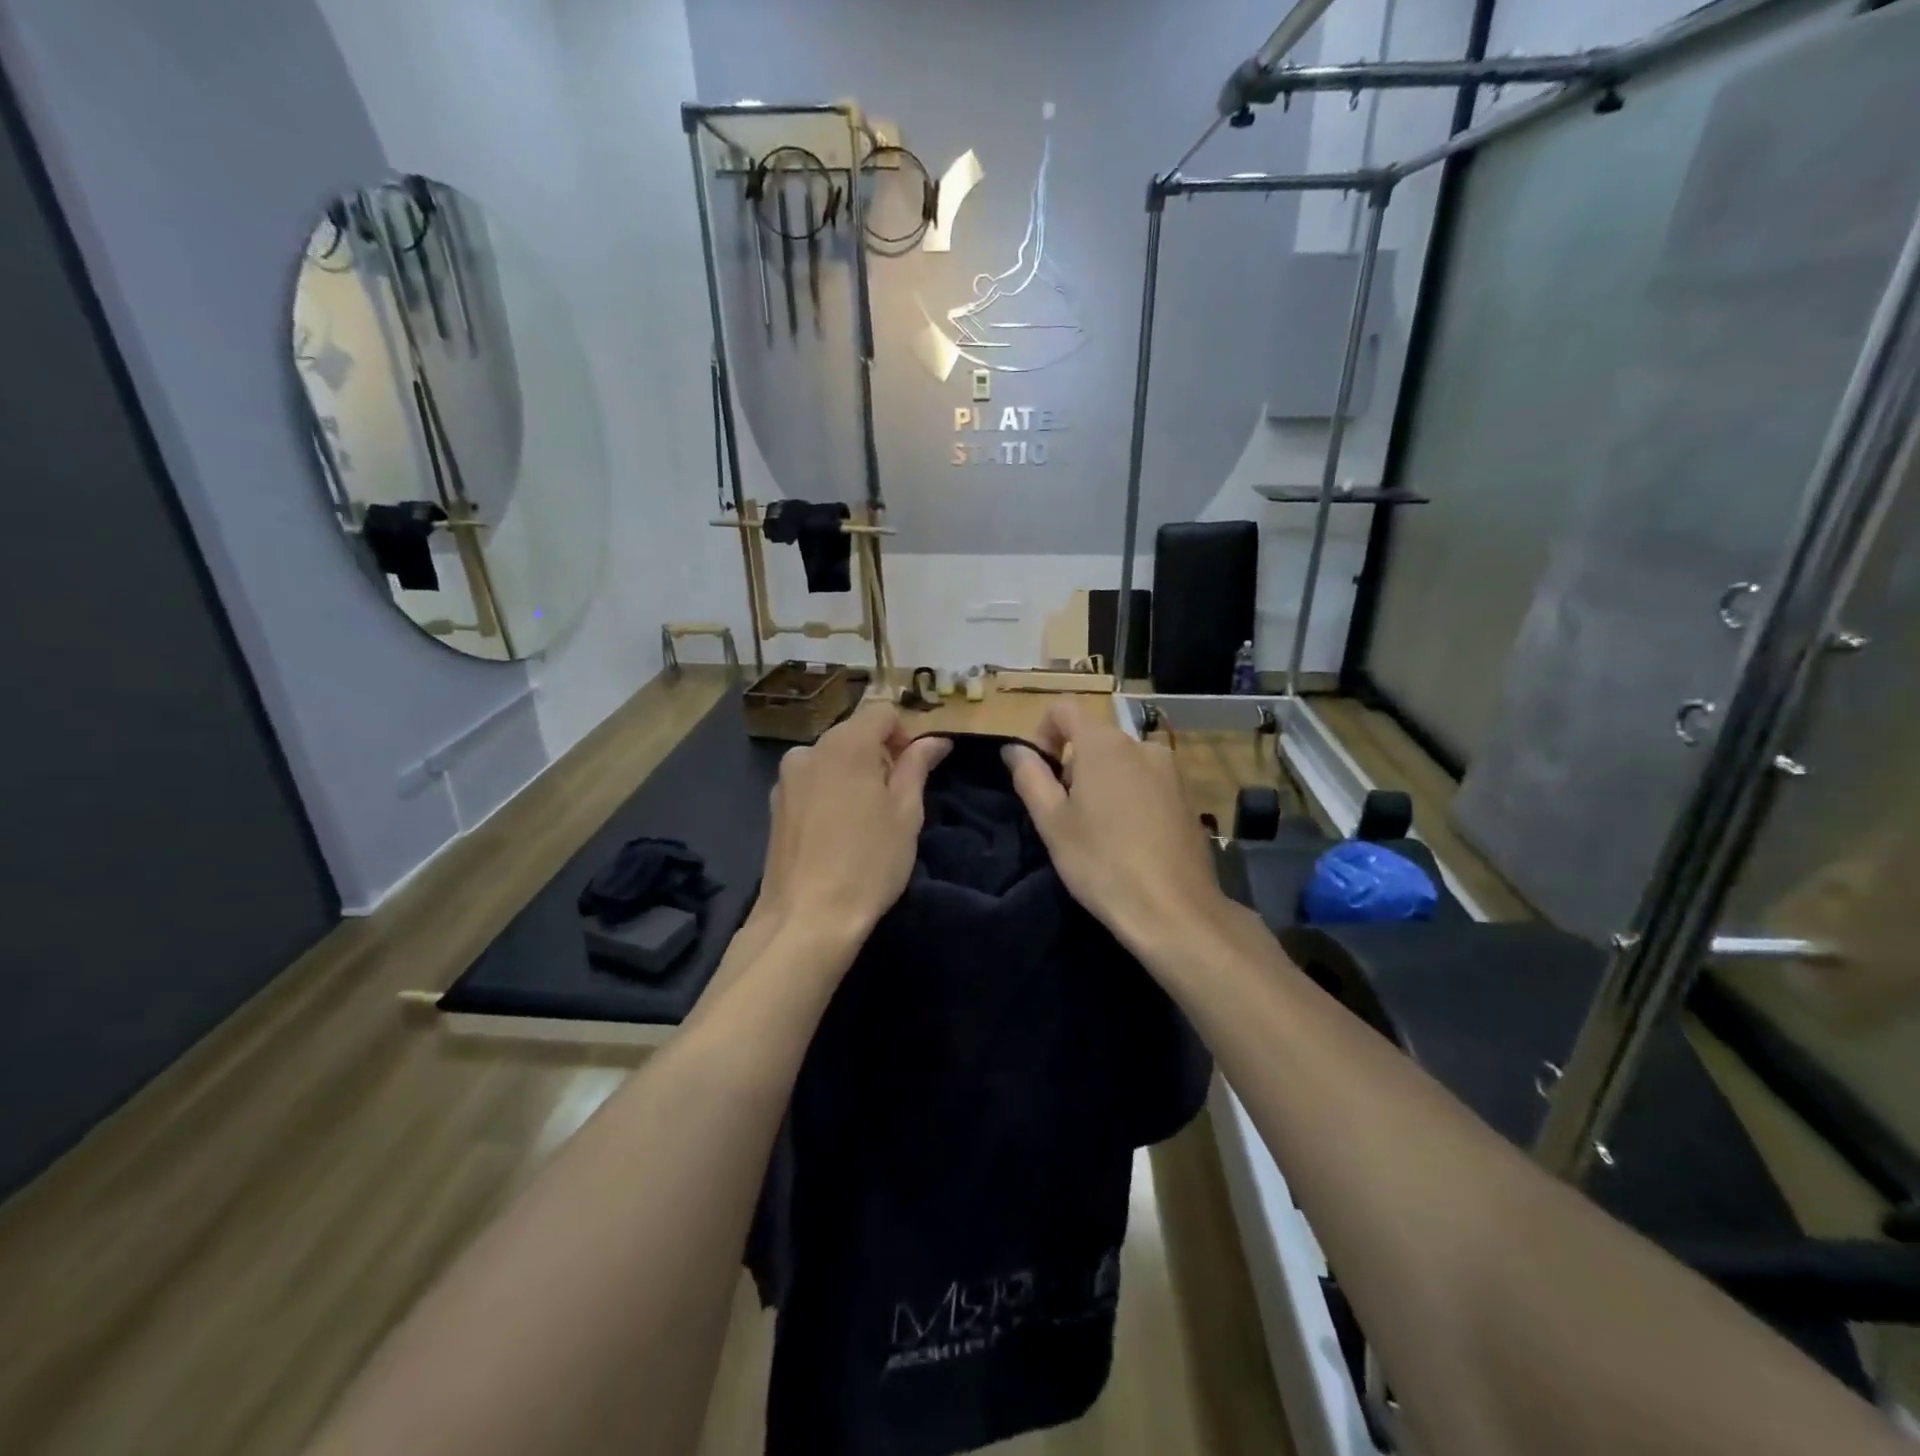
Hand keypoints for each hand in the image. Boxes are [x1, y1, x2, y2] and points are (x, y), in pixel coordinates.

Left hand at [756, 705, 950, 944]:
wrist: (807, 918)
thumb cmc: (869, 862)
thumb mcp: (906, 813)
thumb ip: (918, 766)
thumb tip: (935, 740)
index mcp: (846, 744)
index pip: (882, 713)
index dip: (905, 736)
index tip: (915, 773)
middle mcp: (810, 749)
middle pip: (854, 734)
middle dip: (880, 756)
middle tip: (896, 802)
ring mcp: (786, 778)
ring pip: (832, 760)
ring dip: (854, 775)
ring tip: (865, 821)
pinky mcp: (774, 805)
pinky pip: (812, 783)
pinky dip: (830, 793)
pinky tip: (837, 833)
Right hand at [1003, 702, 1227, 957]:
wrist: (1173, 909)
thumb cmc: (1101, 862)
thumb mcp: (1052, 822)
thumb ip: (1029, 776)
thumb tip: (1014, 748)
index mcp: (1104, 744)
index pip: (1064, 709)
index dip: (1043, 731)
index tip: (1040, 772)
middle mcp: (1141, 745)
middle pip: (1094, 736)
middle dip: (1072, 764)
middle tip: (1064, 812)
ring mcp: (1170, 770)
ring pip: (1121, 760)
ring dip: (1101, 781)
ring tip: (1096, 829)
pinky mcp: (1186, 797)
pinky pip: (1146, 781)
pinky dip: (1128, 796)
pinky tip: (1128, 839)